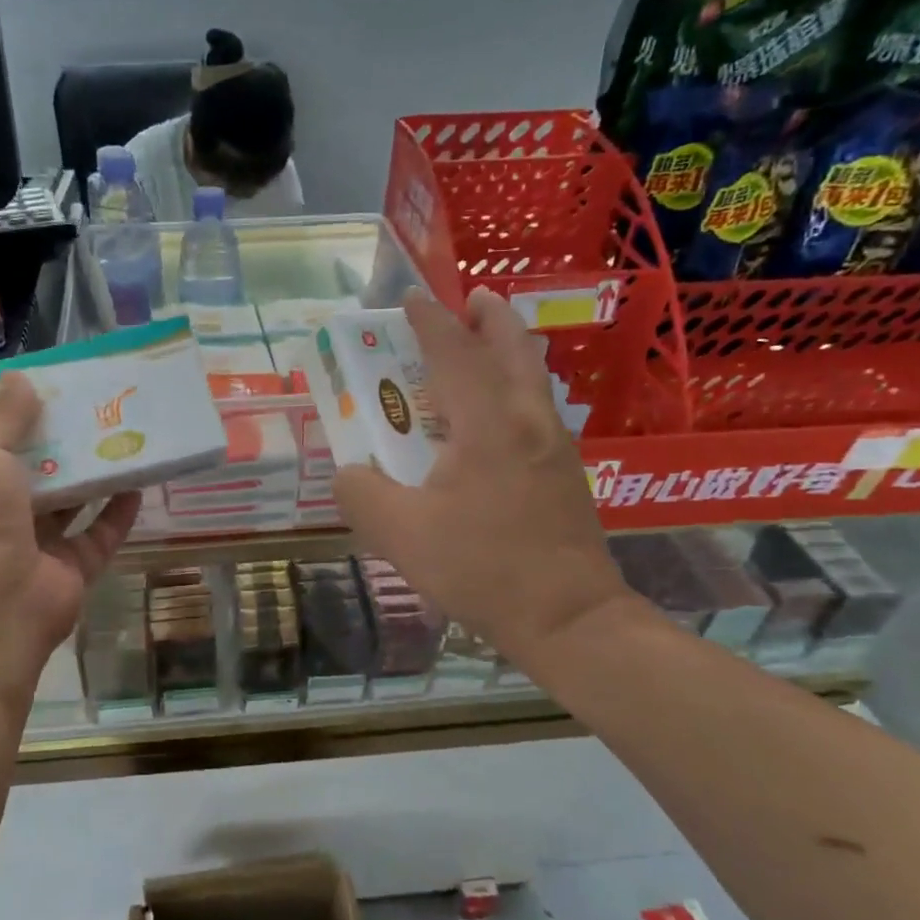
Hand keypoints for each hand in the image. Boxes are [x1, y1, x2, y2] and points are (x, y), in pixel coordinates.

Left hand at [0, 373, 138, 701]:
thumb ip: (2, 416)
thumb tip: (21, 379)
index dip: (14, 403)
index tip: (51, 377)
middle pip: (31, 464)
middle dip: (61, 434)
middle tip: (99, 401)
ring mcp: (31, 543)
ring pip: (67, 499)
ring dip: (92, 471)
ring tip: (125, 433)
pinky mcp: (66, 570)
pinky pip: (97, 535)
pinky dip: (116, 512)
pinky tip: (138, 483)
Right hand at [333, 288, 635, 656]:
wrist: (570, 620)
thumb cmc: (483, 569)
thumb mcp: (400, 534)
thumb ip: (361, 493)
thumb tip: (349, 472)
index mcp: (487, 424)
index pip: (455, 352)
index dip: (429, 321)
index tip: (409, 299)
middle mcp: (528, 421)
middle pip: (513, 347)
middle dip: (488, 316)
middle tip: (467, 300)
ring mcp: (555, 446)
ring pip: (531, 377)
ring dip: (504, 350)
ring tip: (477, 348)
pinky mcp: (566, 473)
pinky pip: (535, 408)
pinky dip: (512, 387)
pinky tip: (490, 418)